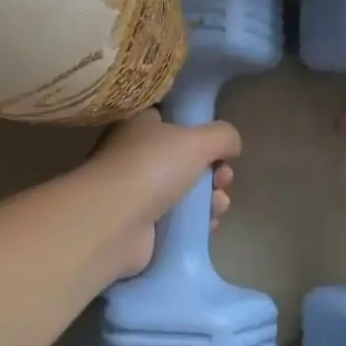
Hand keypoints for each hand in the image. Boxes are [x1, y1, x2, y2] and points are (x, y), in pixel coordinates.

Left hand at [81, 109, 238, 278]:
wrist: (113, 223)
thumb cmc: (152, 167)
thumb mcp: (197, 140)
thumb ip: (223, 136)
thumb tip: (232, 144)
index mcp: (141, 125)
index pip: (173, 120)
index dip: (200, 131)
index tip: (219, 145)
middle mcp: (137, 155)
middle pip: (186, 159)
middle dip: (214, 169)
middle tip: (223, 178)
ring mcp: (138, 192)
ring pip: (186, 190)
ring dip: (210, 196)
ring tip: (218, 203)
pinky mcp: (143, 226)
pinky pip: (179, 219)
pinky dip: (197, 221)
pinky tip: (209, 223)